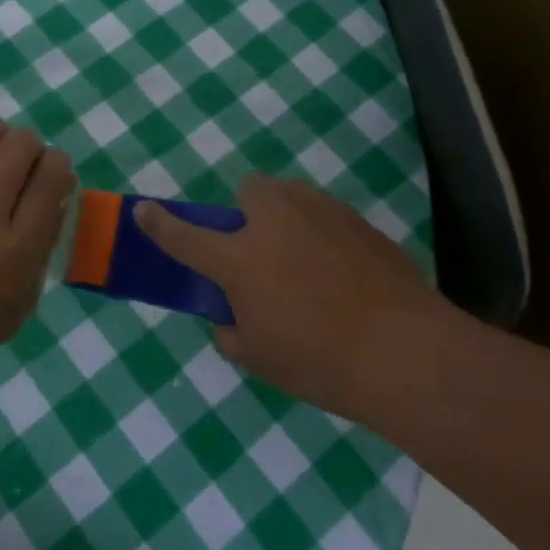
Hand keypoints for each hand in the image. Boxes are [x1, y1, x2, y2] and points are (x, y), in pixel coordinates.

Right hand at [136, 176, 450, 417]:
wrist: (406, 351)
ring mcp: (321, 214)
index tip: (143, 210)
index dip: (159, 224)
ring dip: (285, 217)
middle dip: (247, 211)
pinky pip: (326, 216)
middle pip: (249, 189)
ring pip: (291, 196)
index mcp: (239, 258)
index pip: (185, 236)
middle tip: (260, 251)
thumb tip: (232, 318)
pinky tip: (343, 273)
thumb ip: (233, 332)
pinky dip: (322, 235)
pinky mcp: (358, 222)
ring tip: (306, 261)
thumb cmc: (319, 360)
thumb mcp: (259, 358)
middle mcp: (275, 222)